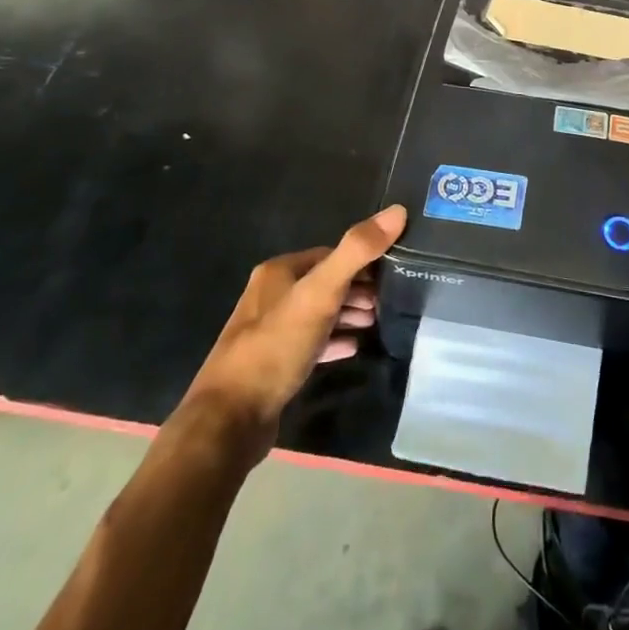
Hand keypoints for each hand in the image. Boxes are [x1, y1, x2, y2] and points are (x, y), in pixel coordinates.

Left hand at [180, 205, 404, 461]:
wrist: (230, 419)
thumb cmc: (276, 346)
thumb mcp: (320, 293)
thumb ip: (357, 251)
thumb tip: (398, 210)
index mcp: (278, 271)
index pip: (330, 254)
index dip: (362, 261)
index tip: (393, 272)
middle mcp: (270, 295)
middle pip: (324, 283)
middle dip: (357, 289)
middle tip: (388, 301)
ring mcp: (269, 331)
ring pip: (317, 313)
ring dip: (347, 314)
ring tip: (377, 322)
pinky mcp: (272, 364)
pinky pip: (310, 343)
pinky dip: (333, 341)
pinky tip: (353, 348)